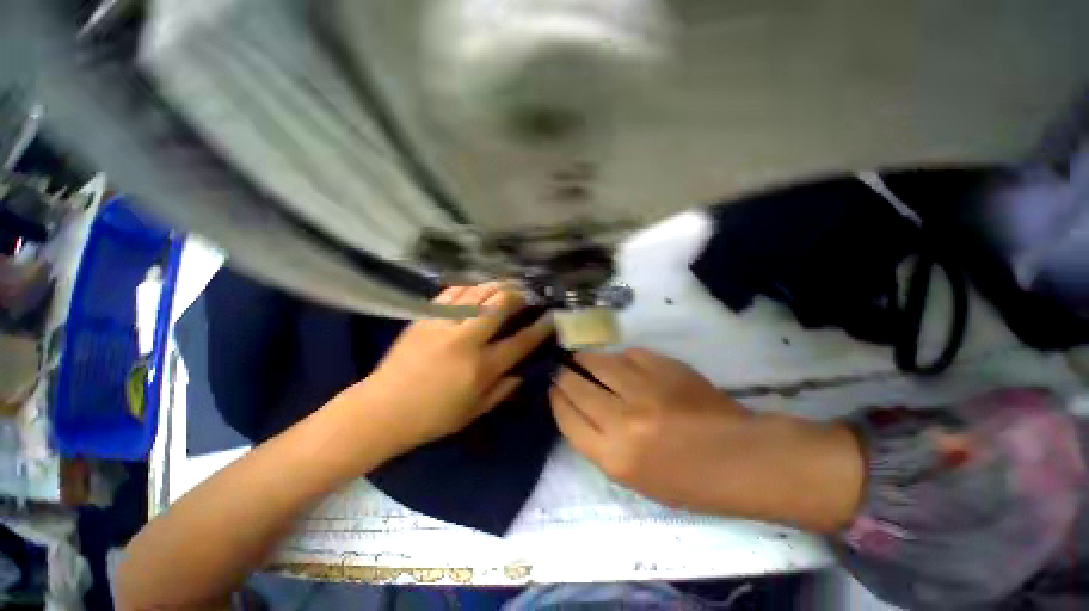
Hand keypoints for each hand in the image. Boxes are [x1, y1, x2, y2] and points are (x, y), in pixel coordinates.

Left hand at [349, 283, 552, 451]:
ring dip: (496, 286)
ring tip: (506, 286)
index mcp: (481, 367)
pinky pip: (452, 293)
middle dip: (518, 294)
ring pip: (477, 293)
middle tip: (527, 293)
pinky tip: (476, 289)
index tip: (551, 316)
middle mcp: (466, 340)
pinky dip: (469, 288)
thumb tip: (523, 371)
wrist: (381, 410)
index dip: (541, 327)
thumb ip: (504, 389)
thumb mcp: (475, 412)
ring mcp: (443, 324)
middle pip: (499, 305)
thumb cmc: (432, 417)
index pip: (520, 341)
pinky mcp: (424, 317)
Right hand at [550, 348, 751, 510]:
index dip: (556, 401)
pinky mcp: (664, 367)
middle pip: (577, 387)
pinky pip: (628, 354)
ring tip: (580, 358)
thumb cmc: (688, 481)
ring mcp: (645, 388)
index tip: (553, 390)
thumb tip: (578, 408)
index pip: (568, 419)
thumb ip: (600, 443)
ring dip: (584, 359)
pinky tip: (618, 362)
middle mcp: (623, 419)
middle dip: (563, 376)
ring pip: (599, 363)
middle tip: (561, 370)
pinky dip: (618, 357)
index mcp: (614, 457)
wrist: (742, 458)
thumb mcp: (634, 479)